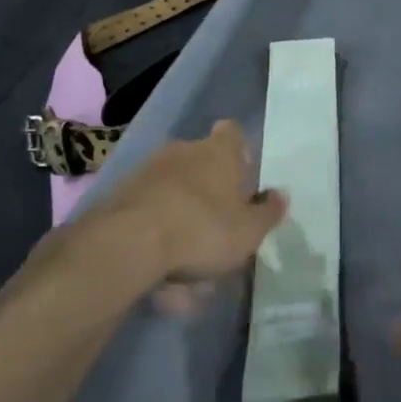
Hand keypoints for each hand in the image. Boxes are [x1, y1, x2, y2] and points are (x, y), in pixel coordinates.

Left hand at [56, 121, 285, 311]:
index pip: (232, 133)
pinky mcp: (119, 194)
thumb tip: (281, 195)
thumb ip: (268, 212)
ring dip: (180, 213)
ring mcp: (147, 170)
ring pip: (172, 188)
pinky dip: (155, 231)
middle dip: (207, 187)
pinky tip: (160, 269)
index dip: (238, 151)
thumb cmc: (202, 228)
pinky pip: (147, 210)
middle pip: (200, 161)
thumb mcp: (249, 230)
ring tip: (187, 259)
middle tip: (217, 223)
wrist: (128, 243)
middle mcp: (183, 150)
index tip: (241, 176)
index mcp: (219, 151)